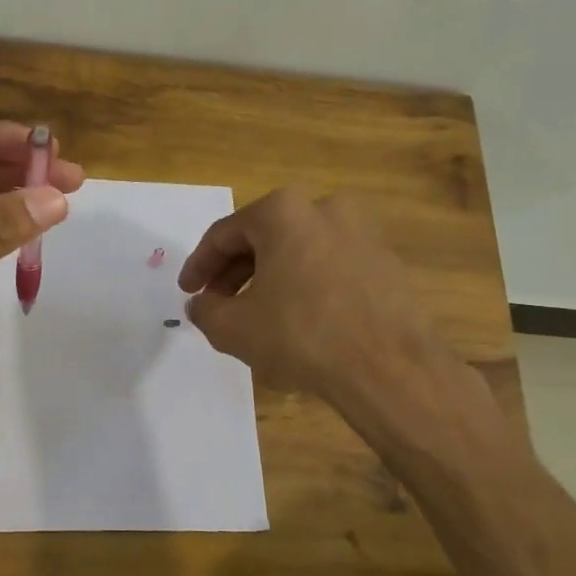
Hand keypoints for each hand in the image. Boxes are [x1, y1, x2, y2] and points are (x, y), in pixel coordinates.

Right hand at [178, 189, 492, 455]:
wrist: (388, 367)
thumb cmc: (300, 335)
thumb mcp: (232, 327)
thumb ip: (205, 310)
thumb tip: (201, 304)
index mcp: (283, 212)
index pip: (224, 235)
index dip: (198, 265)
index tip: (187, 291)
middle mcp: (325, 208)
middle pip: (263, 238)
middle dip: (234, 272)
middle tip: (216, 303)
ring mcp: (361, 232)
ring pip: (297, 252)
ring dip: (268, 279)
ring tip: (254, 315)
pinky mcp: (385, 261)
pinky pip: (328, 266)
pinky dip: (304, 285)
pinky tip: (296, 318)